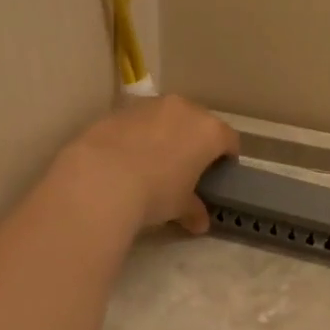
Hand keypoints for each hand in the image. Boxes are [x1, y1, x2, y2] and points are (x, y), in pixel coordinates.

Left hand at [60, 95, 238, 233]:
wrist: (101, 178)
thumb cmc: (155, 192)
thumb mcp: (180, 206)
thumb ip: (194, 210)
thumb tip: (199, 223)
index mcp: (209, 131)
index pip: (229, 140)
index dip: (227, 157)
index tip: (219, 173)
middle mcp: (184, 109)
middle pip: (198, 122)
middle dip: (196, 141)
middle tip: (187, 166)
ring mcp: (150, 105)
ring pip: (167, 117)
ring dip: (166, 134)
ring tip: (154, 161)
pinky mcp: (119, 109)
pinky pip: (139, 121)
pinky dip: (139, 134)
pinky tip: (127, 157)